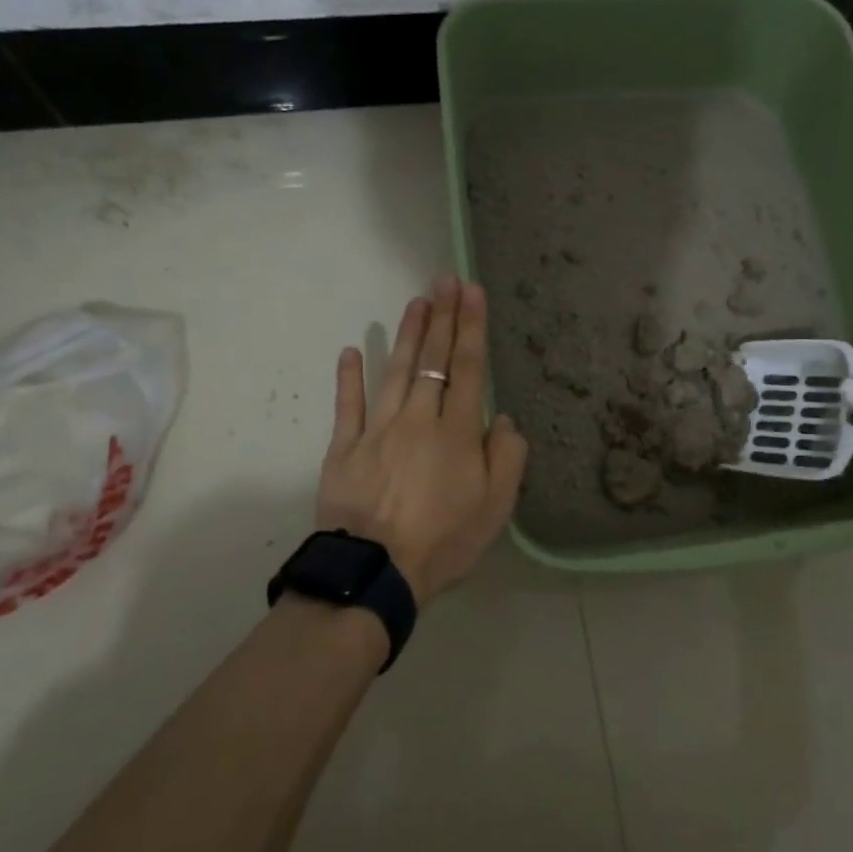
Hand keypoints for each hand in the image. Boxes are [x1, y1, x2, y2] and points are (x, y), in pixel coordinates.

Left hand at [317, 276, 528, 605]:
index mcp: (457, 432)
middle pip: (434, 360)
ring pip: (396, 372)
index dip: (472, 327)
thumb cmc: (444, 541)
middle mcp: (419, 419)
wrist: (376, 572)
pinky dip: (349, 377)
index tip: (472, 291)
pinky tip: (352, 350)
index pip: (468, 368)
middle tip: (445, 280)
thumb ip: (507, 457)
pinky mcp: (345, 448)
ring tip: (416, 302)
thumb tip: (504, 418)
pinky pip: (348, 406)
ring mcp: (378, 430)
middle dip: (443, 317)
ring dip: (408, 335)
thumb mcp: (496, 508)